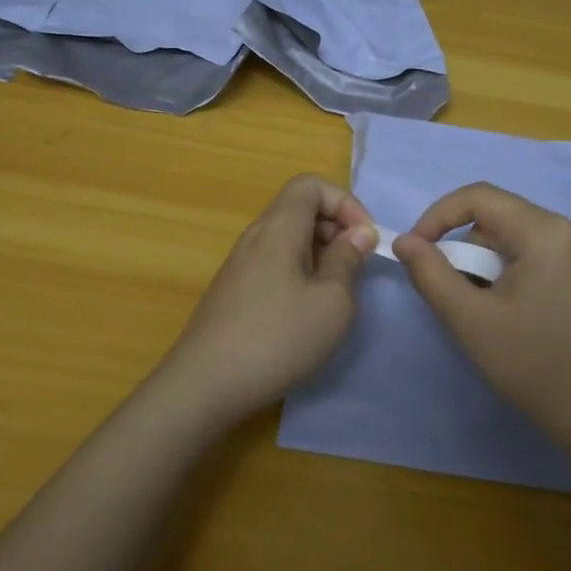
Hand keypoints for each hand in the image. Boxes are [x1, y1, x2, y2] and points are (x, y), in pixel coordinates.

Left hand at [153, 174, 375, 428]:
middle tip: (355, 266)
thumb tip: (358, 233)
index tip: (364, 239)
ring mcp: (239, 264)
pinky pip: (273, 263)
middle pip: (299, 208)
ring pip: (287, 238)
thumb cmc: (278, 338)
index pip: (310, 185)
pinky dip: (299, 272)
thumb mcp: (332, 301)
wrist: (205, 385)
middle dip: (335, 228)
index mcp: (278, 228)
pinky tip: (305, 312)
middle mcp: (255, 236)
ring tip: (335, 292)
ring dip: (319, 253)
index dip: (345, 202)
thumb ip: (347, 260)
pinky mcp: (233, 291)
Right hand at [394, 183, 570, 455]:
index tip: (418, 250)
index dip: (439, 217)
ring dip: (506, 254)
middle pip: (505, 217)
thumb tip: (406, 241)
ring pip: (534, 230)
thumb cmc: (534, 365)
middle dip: (473, 247)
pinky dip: (559, 246)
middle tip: (462, 293)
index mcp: (544, 230)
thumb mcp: (470, 320)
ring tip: (499, 298)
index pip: (478, 197)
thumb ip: (432, 274)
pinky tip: (555, 265)